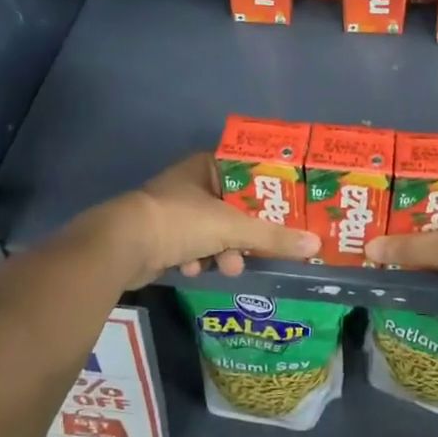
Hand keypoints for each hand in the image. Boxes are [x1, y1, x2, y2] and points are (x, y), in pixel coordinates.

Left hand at [96, 152, 318, 288]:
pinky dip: (198, 258)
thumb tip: (315, 244)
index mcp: (206, 166)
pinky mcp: (160, 236)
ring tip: (229, 267)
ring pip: (213, 229)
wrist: (122, 247)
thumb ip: (273, 236)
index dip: (268, 189)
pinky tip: (197, 269)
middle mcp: (190, 184)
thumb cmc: (180, 221)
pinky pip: (192, 246)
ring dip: (224, 250)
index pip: (247, 171)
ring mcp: (173, 210)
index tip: (288, 207)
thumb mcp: (232, 228)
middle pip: (233, 205)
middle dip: (247, 231)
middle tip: (263, 245)